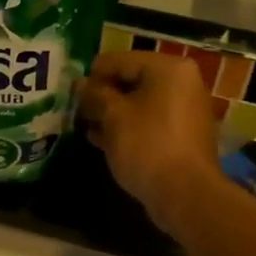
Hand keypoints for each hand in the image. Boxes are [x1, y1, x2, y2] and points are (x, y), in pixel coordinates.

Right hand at [79, 51, 222, 233]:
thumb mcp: (113, 116)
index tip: (70, 94)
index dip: (91, 76)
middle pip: (131, 80)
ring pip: (139, 104)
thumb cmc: (147, 146)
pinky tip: (103, 141)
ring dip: (112, 114)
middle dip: (102, 96)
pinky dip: (128, 128)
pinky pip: (149, 122)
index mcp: (168, 68)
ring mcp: (185, 110)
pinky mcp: (182, 135)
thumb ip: (95, 95)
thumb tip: (80, 84)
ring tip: (86, 127)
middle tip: (77, 112)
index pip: (119, 60)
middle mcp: (182, 82)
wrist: (185, 195)